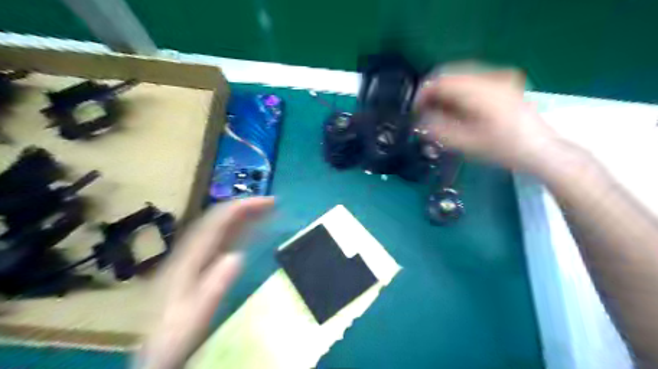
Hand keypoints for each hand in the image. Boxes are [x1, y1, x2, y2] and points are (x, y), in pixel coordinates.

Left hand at [135, 198, 274, 368]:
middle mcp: (191, 249)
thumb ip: (215, 285)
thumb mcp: (196, 314)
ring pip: (220, 227)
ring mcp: (194, 256)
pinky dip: (238, 231)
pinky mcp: (199, 264)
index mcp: (190, 256)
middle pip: (219, 218)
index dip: (242, 206)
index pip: (217, 220)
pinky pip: (221, 239)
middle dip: (246, 207)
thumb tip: (237, 255)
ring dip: (243, 216)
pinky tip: (250, 232)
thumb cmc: (176, 333)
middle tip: (272, 204)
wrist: (156, 352)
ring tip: (266, 212)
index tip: (268, 203)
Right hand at [412, 73, 556, 173]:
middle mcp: (490, 76)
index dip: (422, 94)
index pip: (440, 80)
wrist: (540, 150)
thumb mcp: (465, 143)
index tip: (414, 111)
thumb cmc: (501, 149)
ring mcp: (499, 76)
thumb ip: (437, 129)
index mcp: (479, 90)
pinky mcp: (504, 81)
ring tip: (440, 112)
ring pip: (460, 75)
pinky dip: (458, 90)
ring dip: (445, 91)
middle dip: (432, 92)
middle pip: (449, 73)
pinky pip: (472, 79)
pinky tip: (458, 107)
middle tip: (425, 112)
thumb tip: (419, 120)